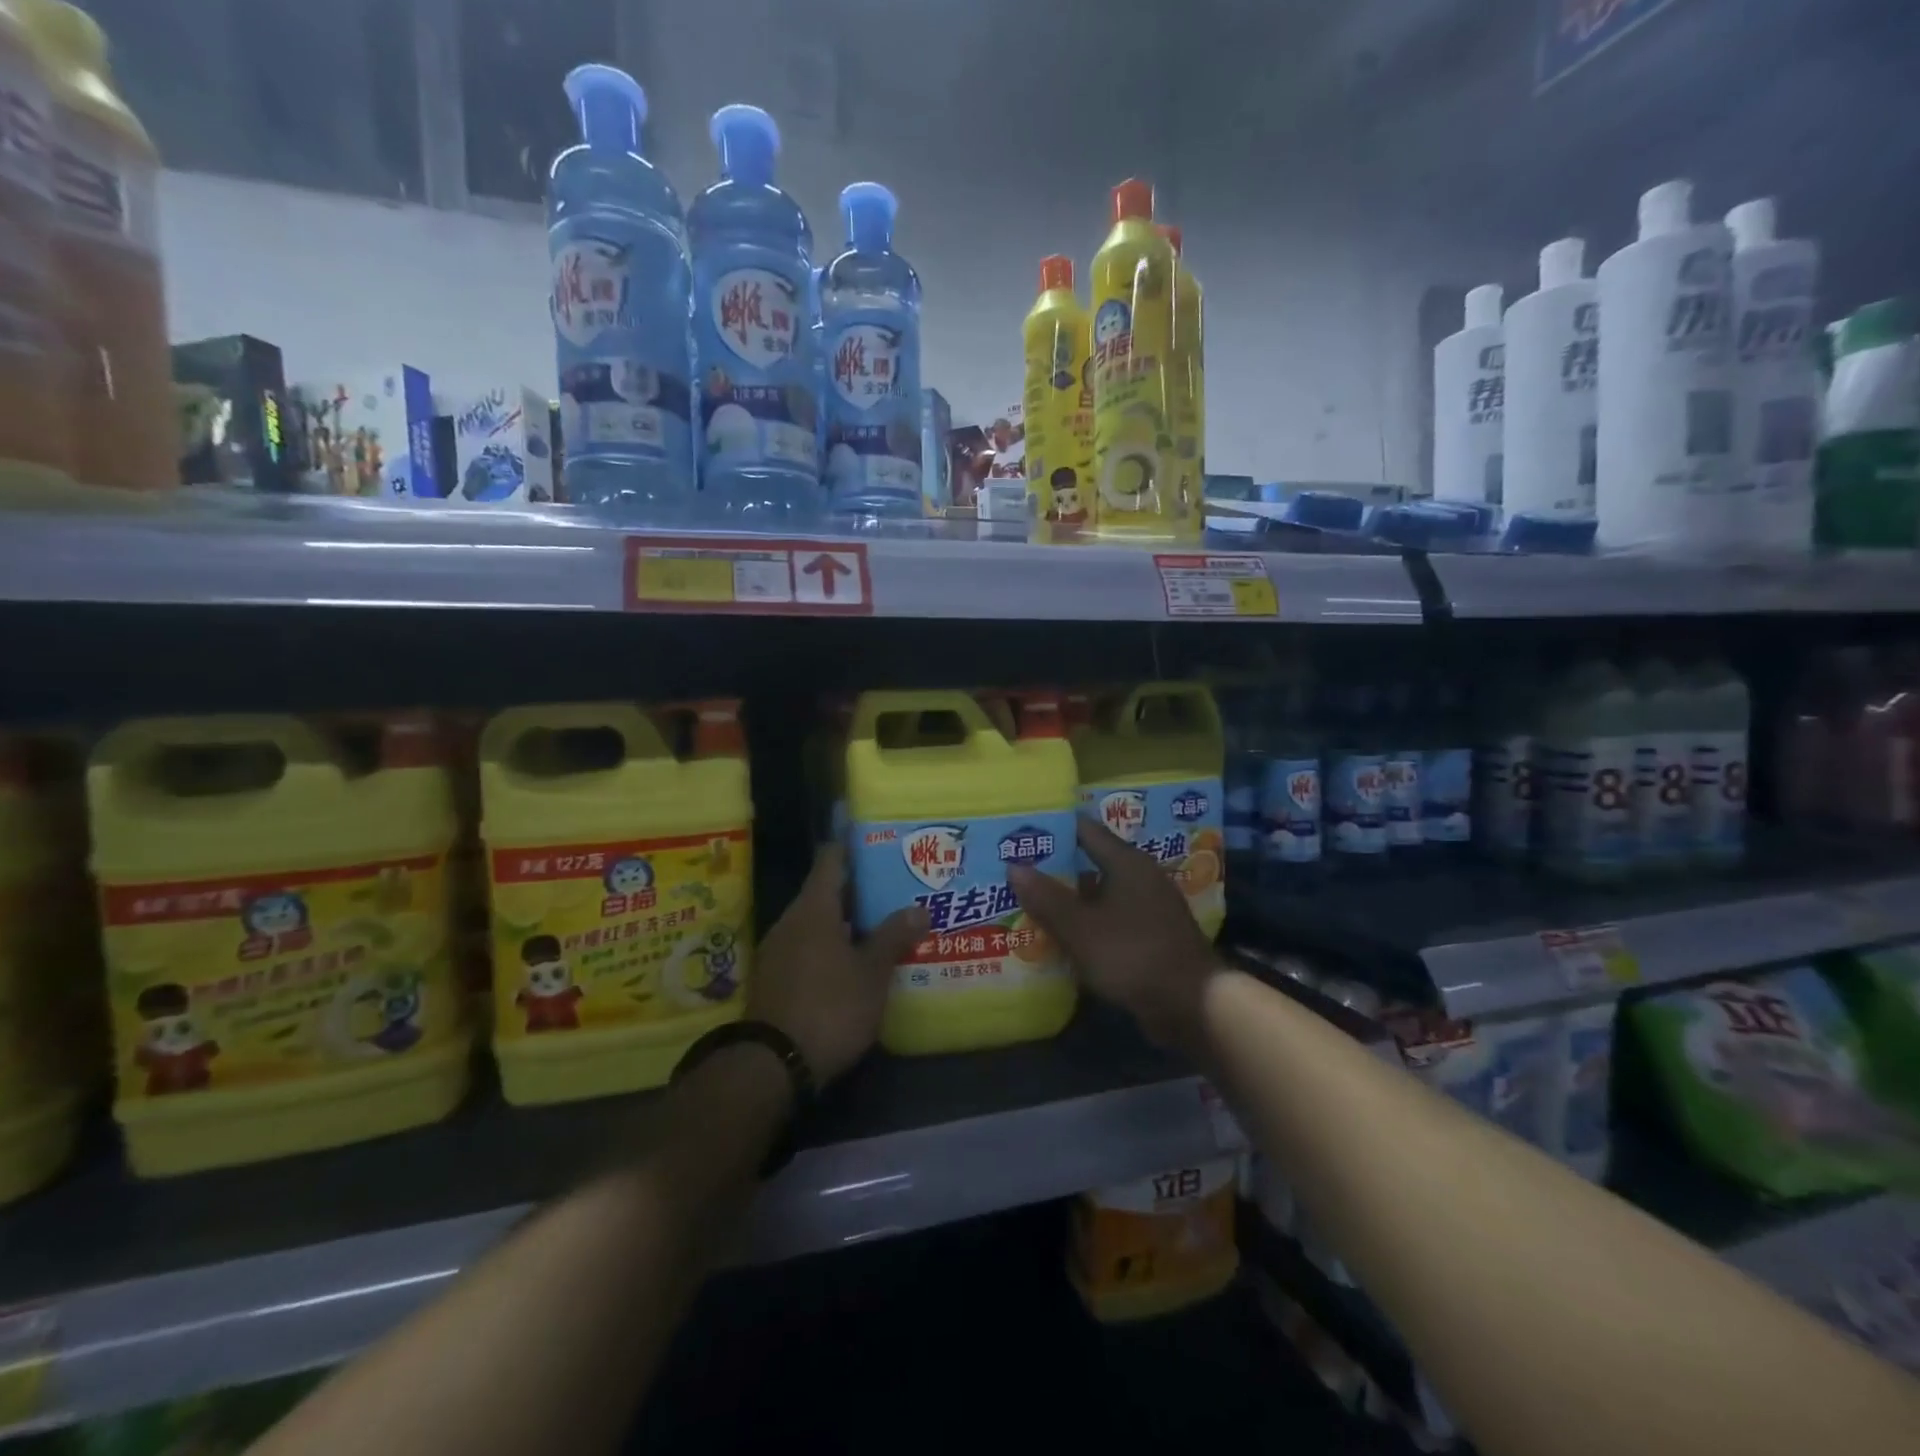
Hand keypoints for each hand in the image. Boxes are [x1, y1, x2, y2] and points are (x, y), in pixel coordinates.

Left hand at [747, 844, 927, 1084]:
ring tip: (882, 923)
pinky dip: (830, 946)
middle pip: (826, 891)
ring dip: (846, 921)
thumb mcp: (871, 974)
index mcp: (814, 909)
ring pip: (816, 922)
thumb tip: (919, 907)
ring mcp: (778, 950)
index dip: (853, 845)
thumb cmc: (829, 1007)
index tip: (877, 839)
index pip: (832, 859)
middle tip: (894, 887)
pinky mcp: (774, 978)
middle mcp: (791, 921)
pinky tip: (854, 961)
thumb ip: (894, 937)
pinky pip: (806, 947)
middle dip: (859, 889)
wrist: (772, 1065)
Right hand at [1007, 816, 1218, 1052]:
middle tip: (1017, 870)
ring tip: (1031, 903)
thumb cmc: (1133, 954)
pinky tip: (1063, 936)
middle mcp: (1141, 876)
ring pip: (1100, 894)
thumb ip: (1046, 897)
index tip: (1021, 832)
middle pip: (1091, 862)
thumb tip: (1014, 865)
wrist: (1191, 1004)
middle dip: (1056, 868)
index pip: (1085, 830)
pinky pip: (1111, 919)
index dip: (1053, 829)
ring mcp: (1149, 907)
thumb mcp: (1080, 928)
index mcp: (1127, 862)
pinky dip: (1088, 923)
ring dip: (1071, 899)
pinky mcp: (1153, 935)